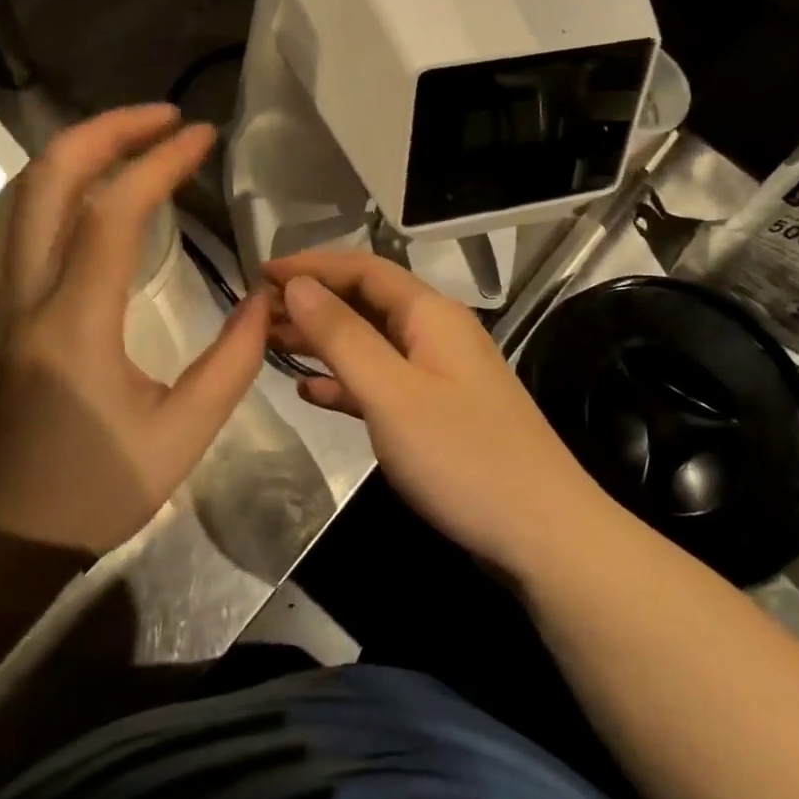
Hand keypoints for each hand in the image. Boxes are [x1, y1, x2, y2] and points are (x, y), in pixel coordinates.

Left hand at [0, 105, 267, 557]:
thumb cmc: (91, 495)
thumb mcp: (182, 438)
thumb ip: (232, 363)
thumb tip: (264, 300)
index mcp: (74, 325)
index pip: (112, 211)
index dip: (160, 161)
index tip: (202, 136)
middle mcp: (23, 297)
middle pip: (47, 180)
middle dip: (107, 130)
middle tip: (163, 117)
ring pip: (17, 195)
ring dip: (74, 151)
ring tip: (130, 137)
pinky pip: (10, 223)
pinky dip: (50, 184)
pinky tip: (87, 189)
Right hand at [264, 251, 608, 582]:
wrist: (542, 533)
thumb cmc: (462, 457)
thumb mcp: (392, 393)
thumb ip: (342, 336)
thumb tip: (298, 286)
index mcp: (431, 314)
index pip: (363, 269)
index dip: (312, 266)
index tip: (260, 273)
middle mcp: (437, 333)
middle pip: (366, 301)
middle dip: (313, 302)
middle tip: (256, 315)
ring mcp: (440, 374)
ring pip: (371, 342)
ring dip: (324, 340)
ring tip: (271, 345)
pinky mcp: (439, 412)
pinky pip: (383, 382)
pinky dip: (346, 381)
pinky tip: (311, 392)